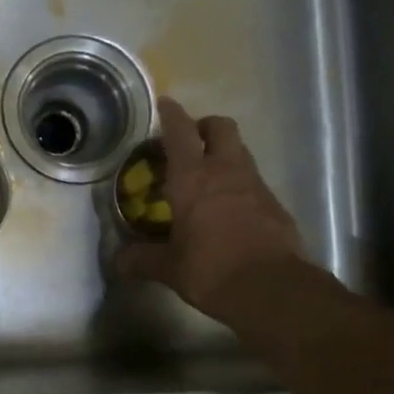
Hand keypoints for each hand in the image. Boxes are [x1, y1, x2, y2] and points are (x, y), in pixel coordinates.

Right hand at [116, 98, 312, 320]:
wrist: (272, 288)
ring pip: (240, 151)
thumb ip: (142, 260)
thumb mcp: (169, 268)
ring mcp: (255, 185)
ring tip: (208, 176)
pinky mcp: (275, 205)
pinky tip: (230, 208)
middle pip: (220, 127)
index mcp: (193, 178)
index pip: (180, 132)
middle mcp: (226, 171)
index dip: (171, 115)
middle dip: (204, 126)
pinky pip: (254, 182)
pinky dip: (240, 184)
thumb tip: (118, 261)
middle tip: (190, 142)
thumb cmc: (211, 269)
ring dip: (224, 154)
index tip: (165, 104)